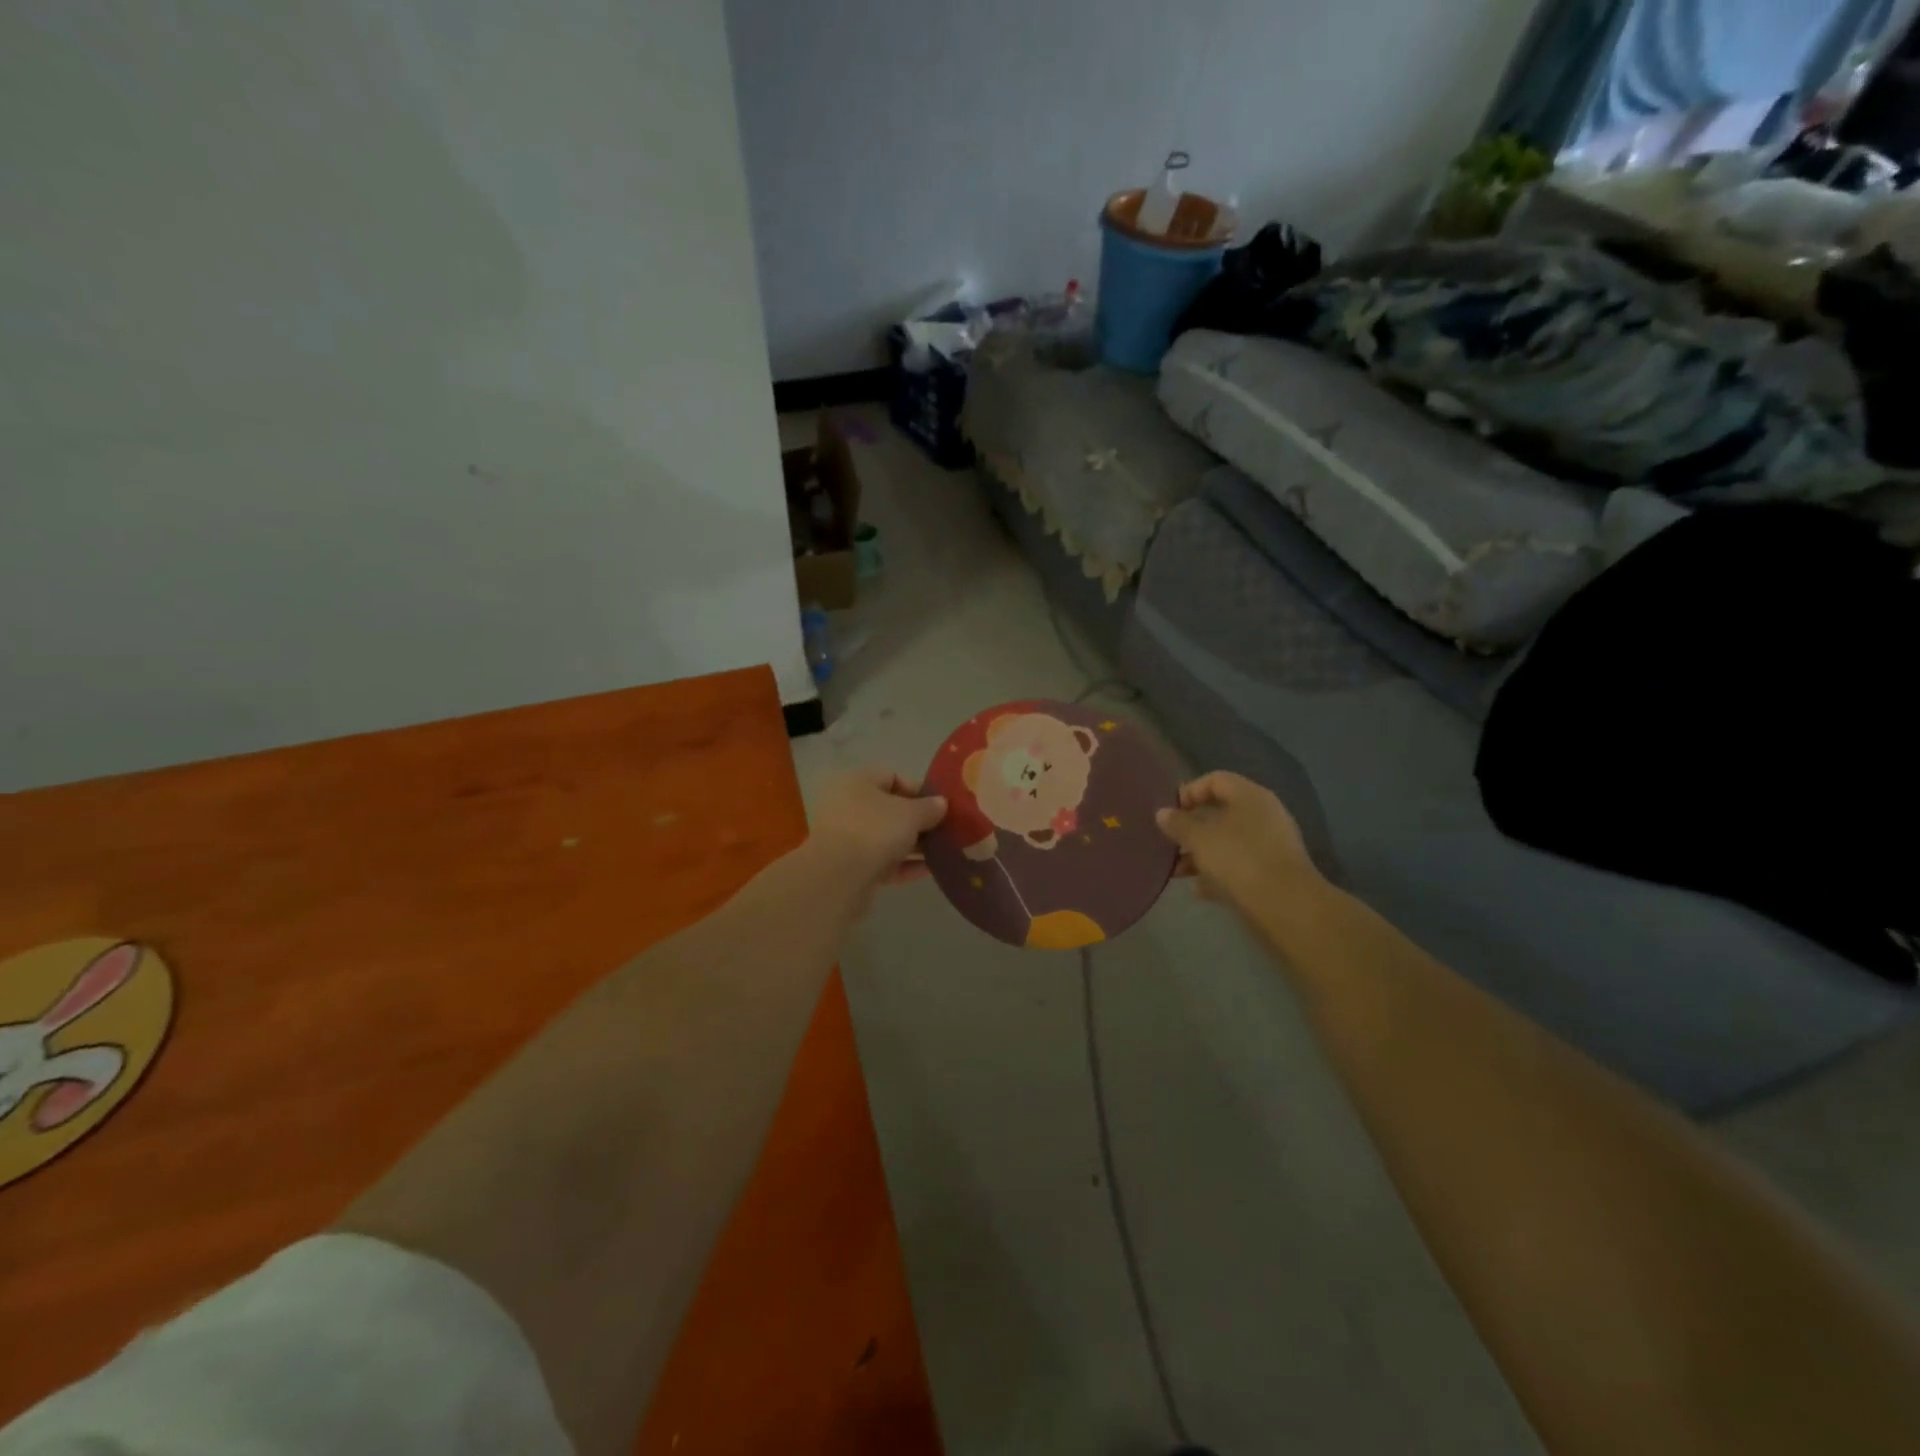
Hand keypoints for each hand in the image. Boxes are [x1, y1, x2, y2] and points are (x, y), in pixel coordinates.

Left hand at [806, 768, 946, 901]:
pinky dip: (903, 864)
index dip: (918, 789)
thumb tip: (941, 803)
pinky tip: (929, 870)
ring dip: (913, 844)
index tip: (940, 805)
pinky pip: (882, 861)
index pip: (892, 776)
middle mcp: (848, 805)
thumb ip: (929, 808)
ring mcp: (846, 838)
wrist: (838, 878)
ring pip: (886, 837)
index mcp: (857, 782)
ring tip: (942, 851)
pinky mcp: (849, 867)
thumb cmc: (875, 830)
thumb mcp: (911, 814)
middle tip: (944, 830)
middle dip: (918, 820)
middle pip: (889, 809)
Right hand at [1156, 772, 1318, 909]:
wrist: (1285, 906)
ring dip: (1200, 853)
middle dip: (1191, 828)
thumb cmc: (1239, 859)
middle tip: (1169, 842)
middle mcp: (1264, 814)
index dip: (1189, 792)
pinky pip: (1239, 865)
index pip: (1215, 780)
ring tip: (1177, 871)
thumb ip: (1178, 823)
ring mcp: (1270, 844)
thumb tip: (1162, 813)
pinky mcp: (1272, 872)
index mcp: (1249, 796)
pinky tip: (1199, 889)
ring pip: (1228, 841)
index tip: (1170, 813)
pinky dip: (1218, 873)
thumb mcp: (1199, 838)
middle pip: (1220, 812)